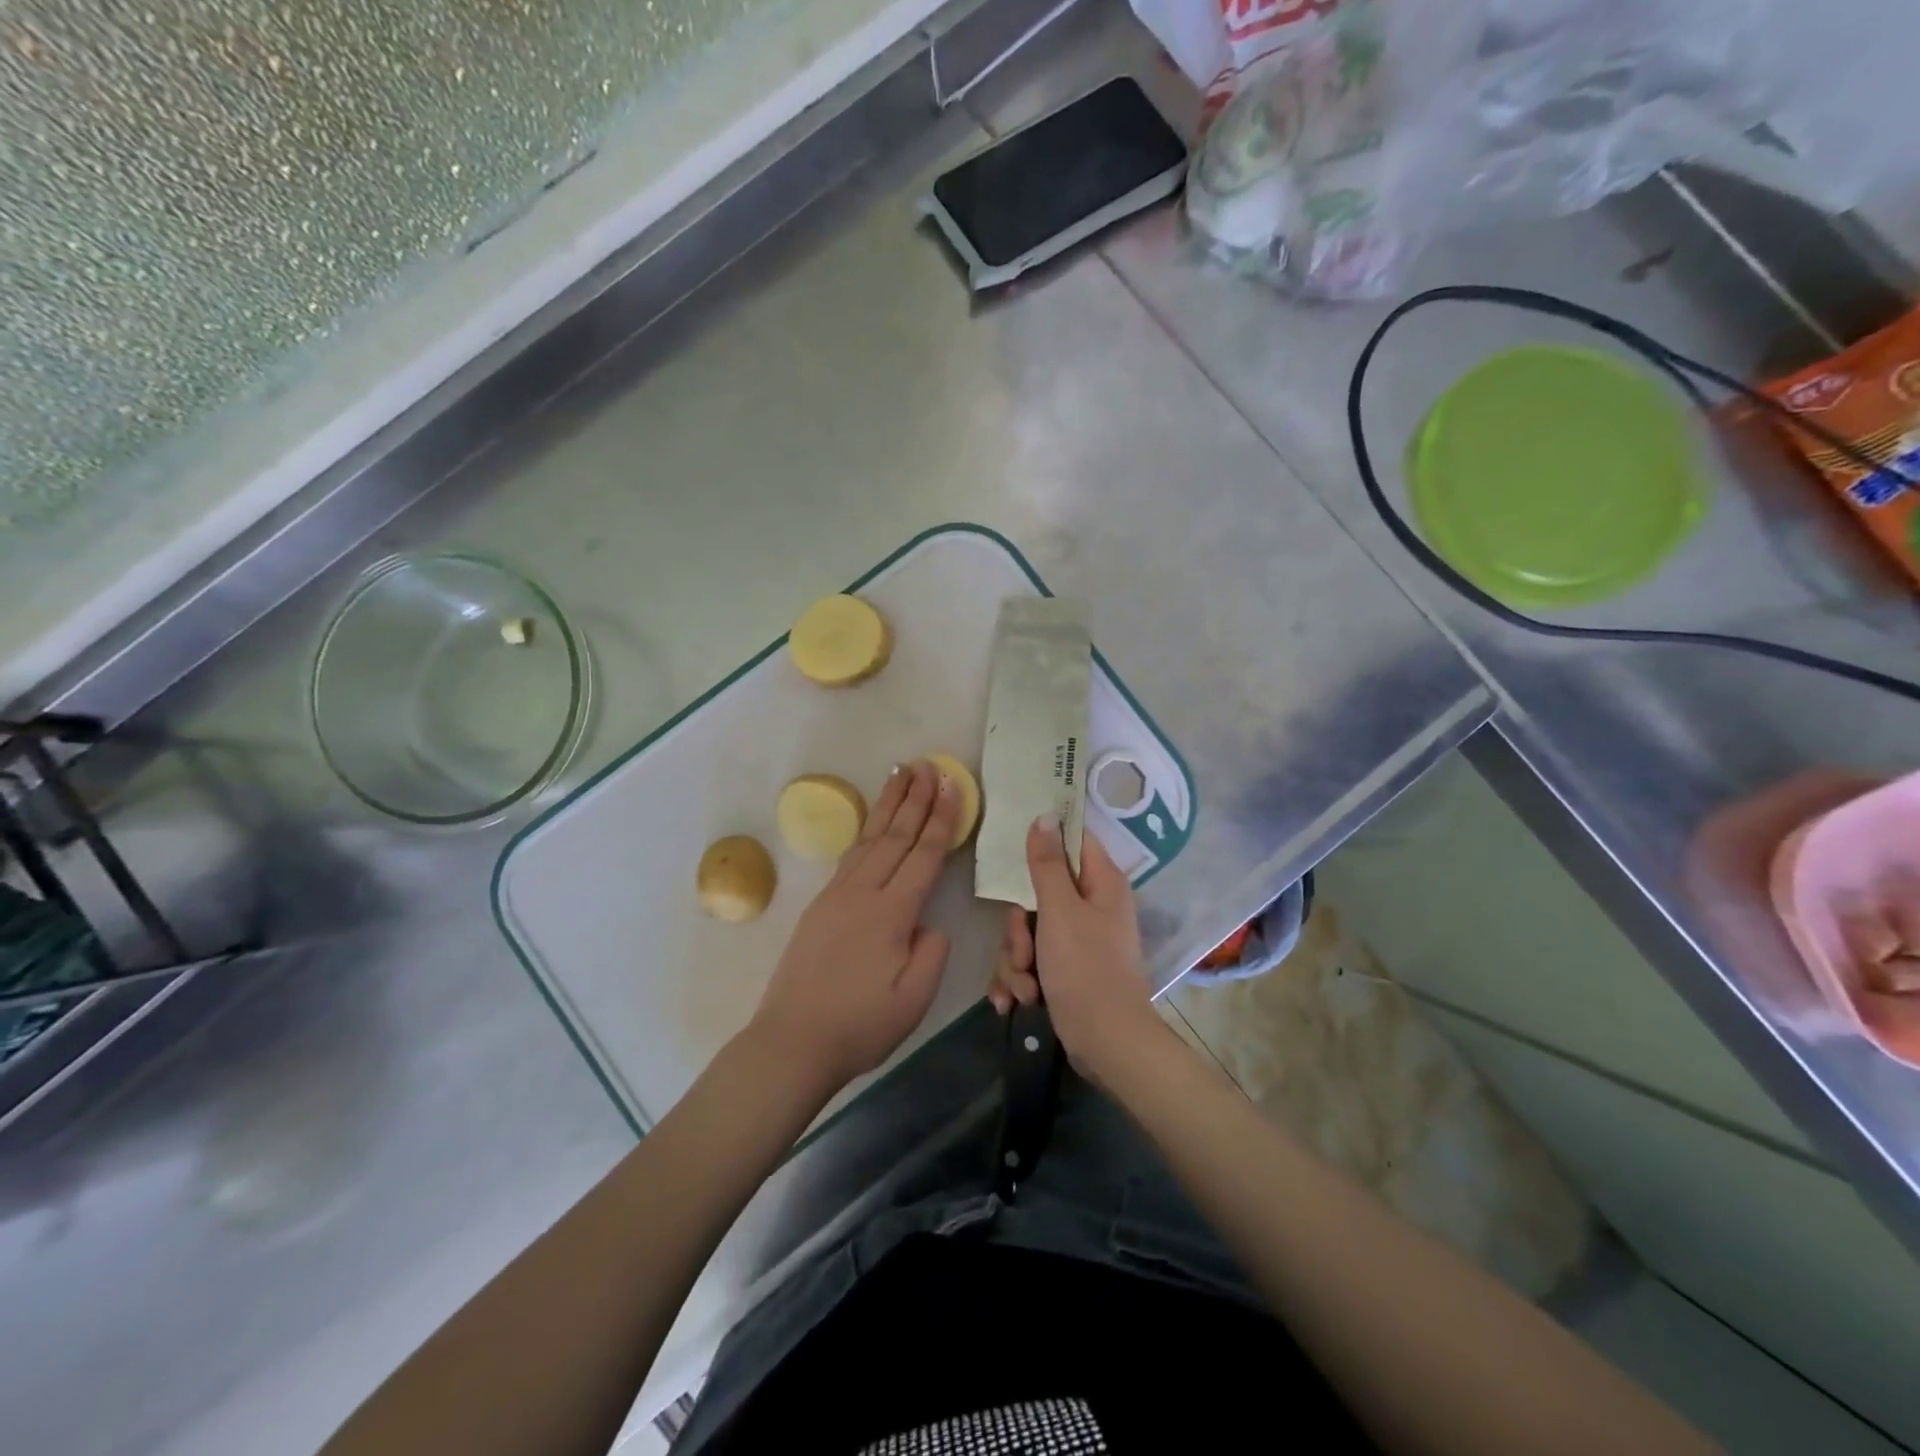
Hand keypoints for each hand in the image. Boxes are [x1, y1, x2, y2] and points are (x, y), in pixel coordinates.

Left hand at [750, 760, 959, 1095]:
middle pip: (895, 835)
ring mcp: (837, 896)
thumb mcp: (913, 999)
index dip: (942, 818)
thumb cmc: (859, 1026)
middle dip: (916, 797)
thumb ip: (931, 953)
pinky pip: (851, 855)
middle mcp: (862, 893)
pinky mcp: (821, 906)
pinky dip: (867, 830)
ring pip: (870, 838)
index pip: (924, 855)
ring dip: (889, 804)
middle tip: (929, 764)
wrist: (792, 1042)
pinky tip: (873, 822)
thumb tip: (928, 924)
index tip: (953, 785)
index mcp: (891, 913)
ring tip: (901, 773)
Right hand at [986, 818, 1161, 1083]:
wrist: (1106, 1045)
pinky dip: (1019, 981)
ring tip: (1025, 988)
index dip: (1044, 842)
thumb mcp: (1060, 911)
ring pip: (1027, 932)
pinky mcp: (1064, 971)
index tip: (1015, 853)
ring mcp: (1077, 941)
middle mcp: (1091, 907)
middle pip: (1038, 893)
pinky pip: (1029, 962)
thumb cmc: (1086, 969)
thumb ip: (1047, 864)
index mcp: (1101, 884)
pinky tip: (1014, 1002)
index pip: (1073, 841)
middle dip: (1019, 928)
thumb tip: (1045, 816)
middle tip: (1023, 949)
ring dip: (1015, 961)